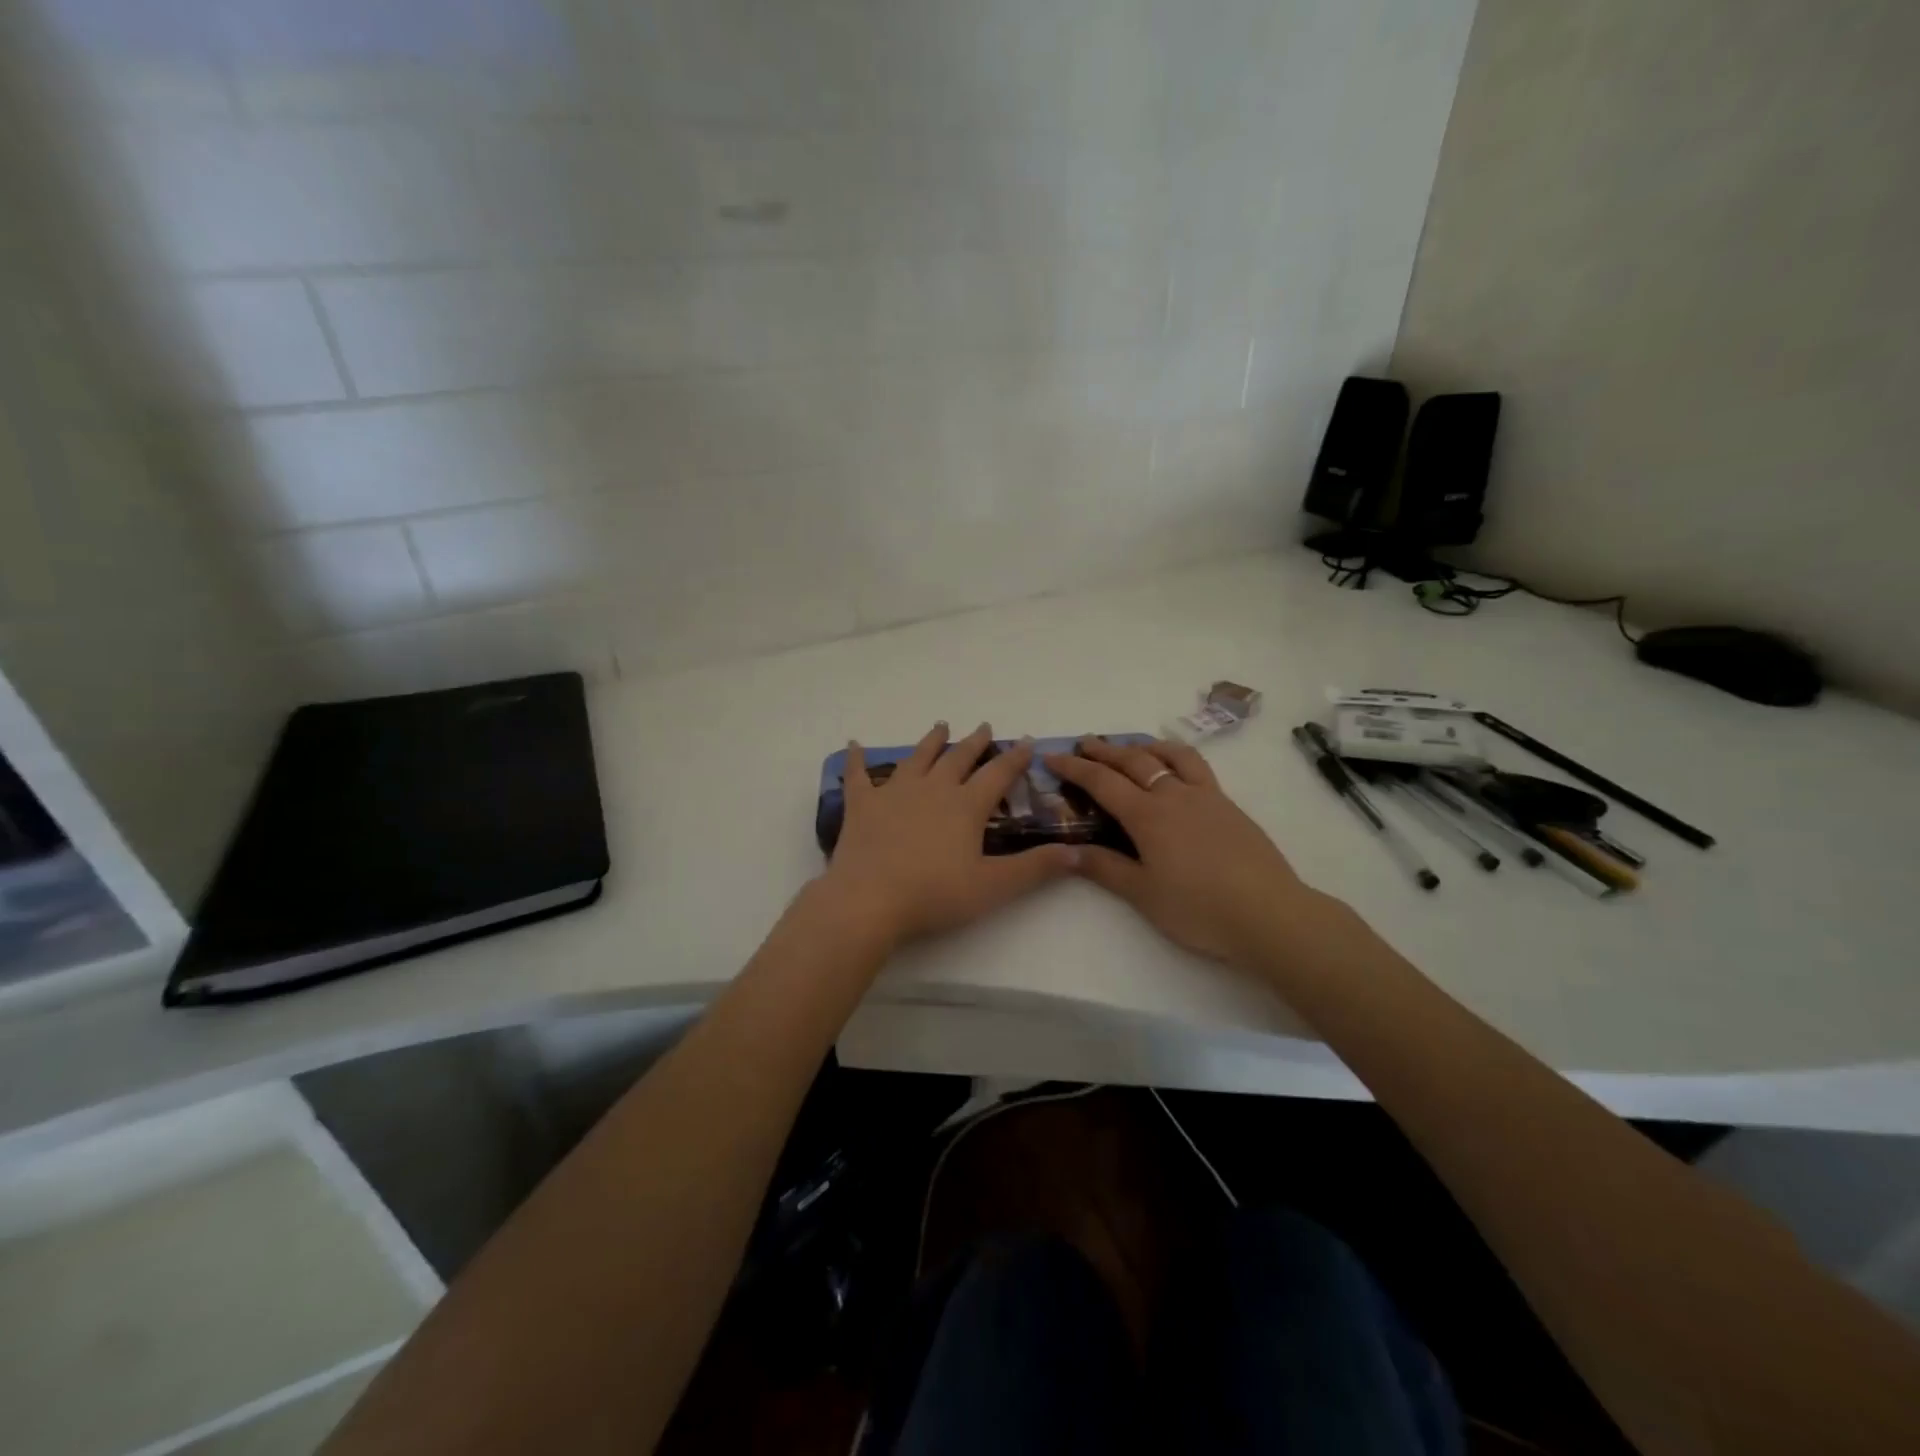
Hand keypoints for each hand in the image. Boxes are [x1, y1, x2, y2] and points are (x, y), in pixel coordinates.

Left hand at [822, 722, 1077, 948]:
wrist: (869, 900)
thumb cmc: (934, 894)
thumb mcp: (993, 886)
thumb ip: (1035, 868)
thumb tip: (1077, 852)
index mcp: (965, 806)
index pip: (997, 774)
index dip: (1014, 758)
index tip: (1026, 741)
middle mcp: (933, 789)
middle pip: (958, 758)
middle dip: (974, 742)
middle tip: (984, 727)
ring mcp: (894, 793)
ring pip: (917, 758)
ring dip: (930, 741)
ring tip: (940, 726)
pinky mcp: (862, 805)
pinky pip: (858, 775)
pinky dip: (856, 760)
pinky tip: (853, 745)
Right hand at [1045, 736, 1324, 972]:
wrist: (1268, 913)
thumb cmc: (1199, 908)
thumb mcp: (1143, 894)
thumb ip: (1105, 868)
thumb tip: (1067, 851)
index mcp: (1148, 816)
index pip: (1102, 782)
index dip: (1074, 768)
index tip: (1052, 757)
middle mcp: (1174, 795)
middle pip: (1133, 762)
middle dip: (1104, 750)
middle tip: (1084, 743)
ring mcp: (1205, 796)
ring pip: (1169, 756)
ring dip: (1144, 746)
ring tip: (1130, 745)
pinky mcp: (1228, 805)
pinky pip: (1197, 767)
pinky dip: (1177, 756)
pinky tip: (1176, 767)